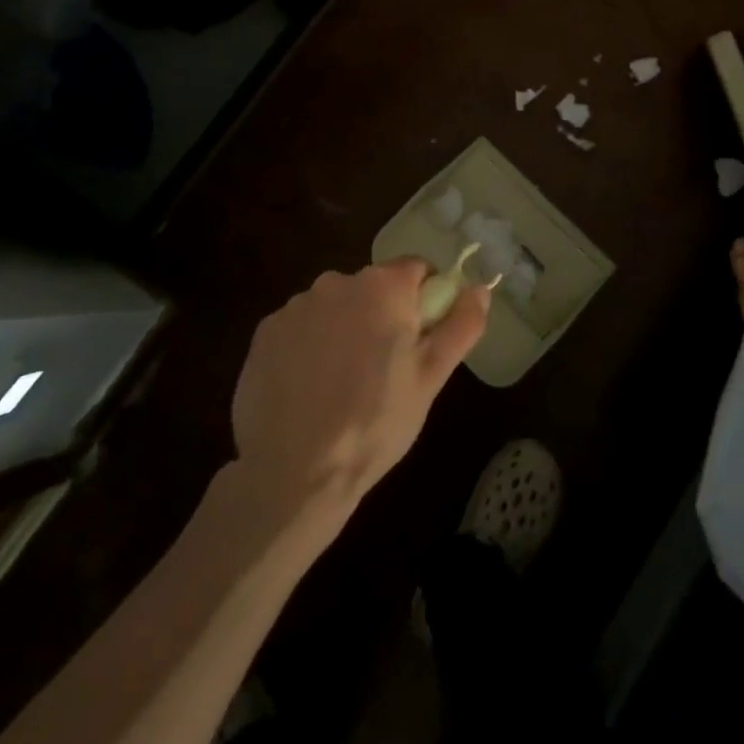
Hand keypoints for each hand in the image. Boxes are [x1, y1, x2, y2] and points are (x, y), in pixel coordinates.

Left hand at [230, 260, 487, 525]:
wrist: (293, 473)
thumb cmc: (375, 423)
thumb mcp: (431, 378)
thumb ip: (461, 325)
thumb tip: (480, 288)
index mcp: (382, 287)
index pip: (415, 269)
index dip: (425, 300)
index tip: (421, 340)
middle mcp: (336, 282)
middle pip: (372, 288)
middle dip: (381, 317)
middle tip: (384, 372)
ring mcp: (295, 306)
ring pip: (334, 307)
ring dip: (343, 330)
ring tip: (342, 386)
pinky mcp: (264, 333)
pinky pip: (300, 328)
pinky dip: (308, 347)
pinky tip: (309, 389)